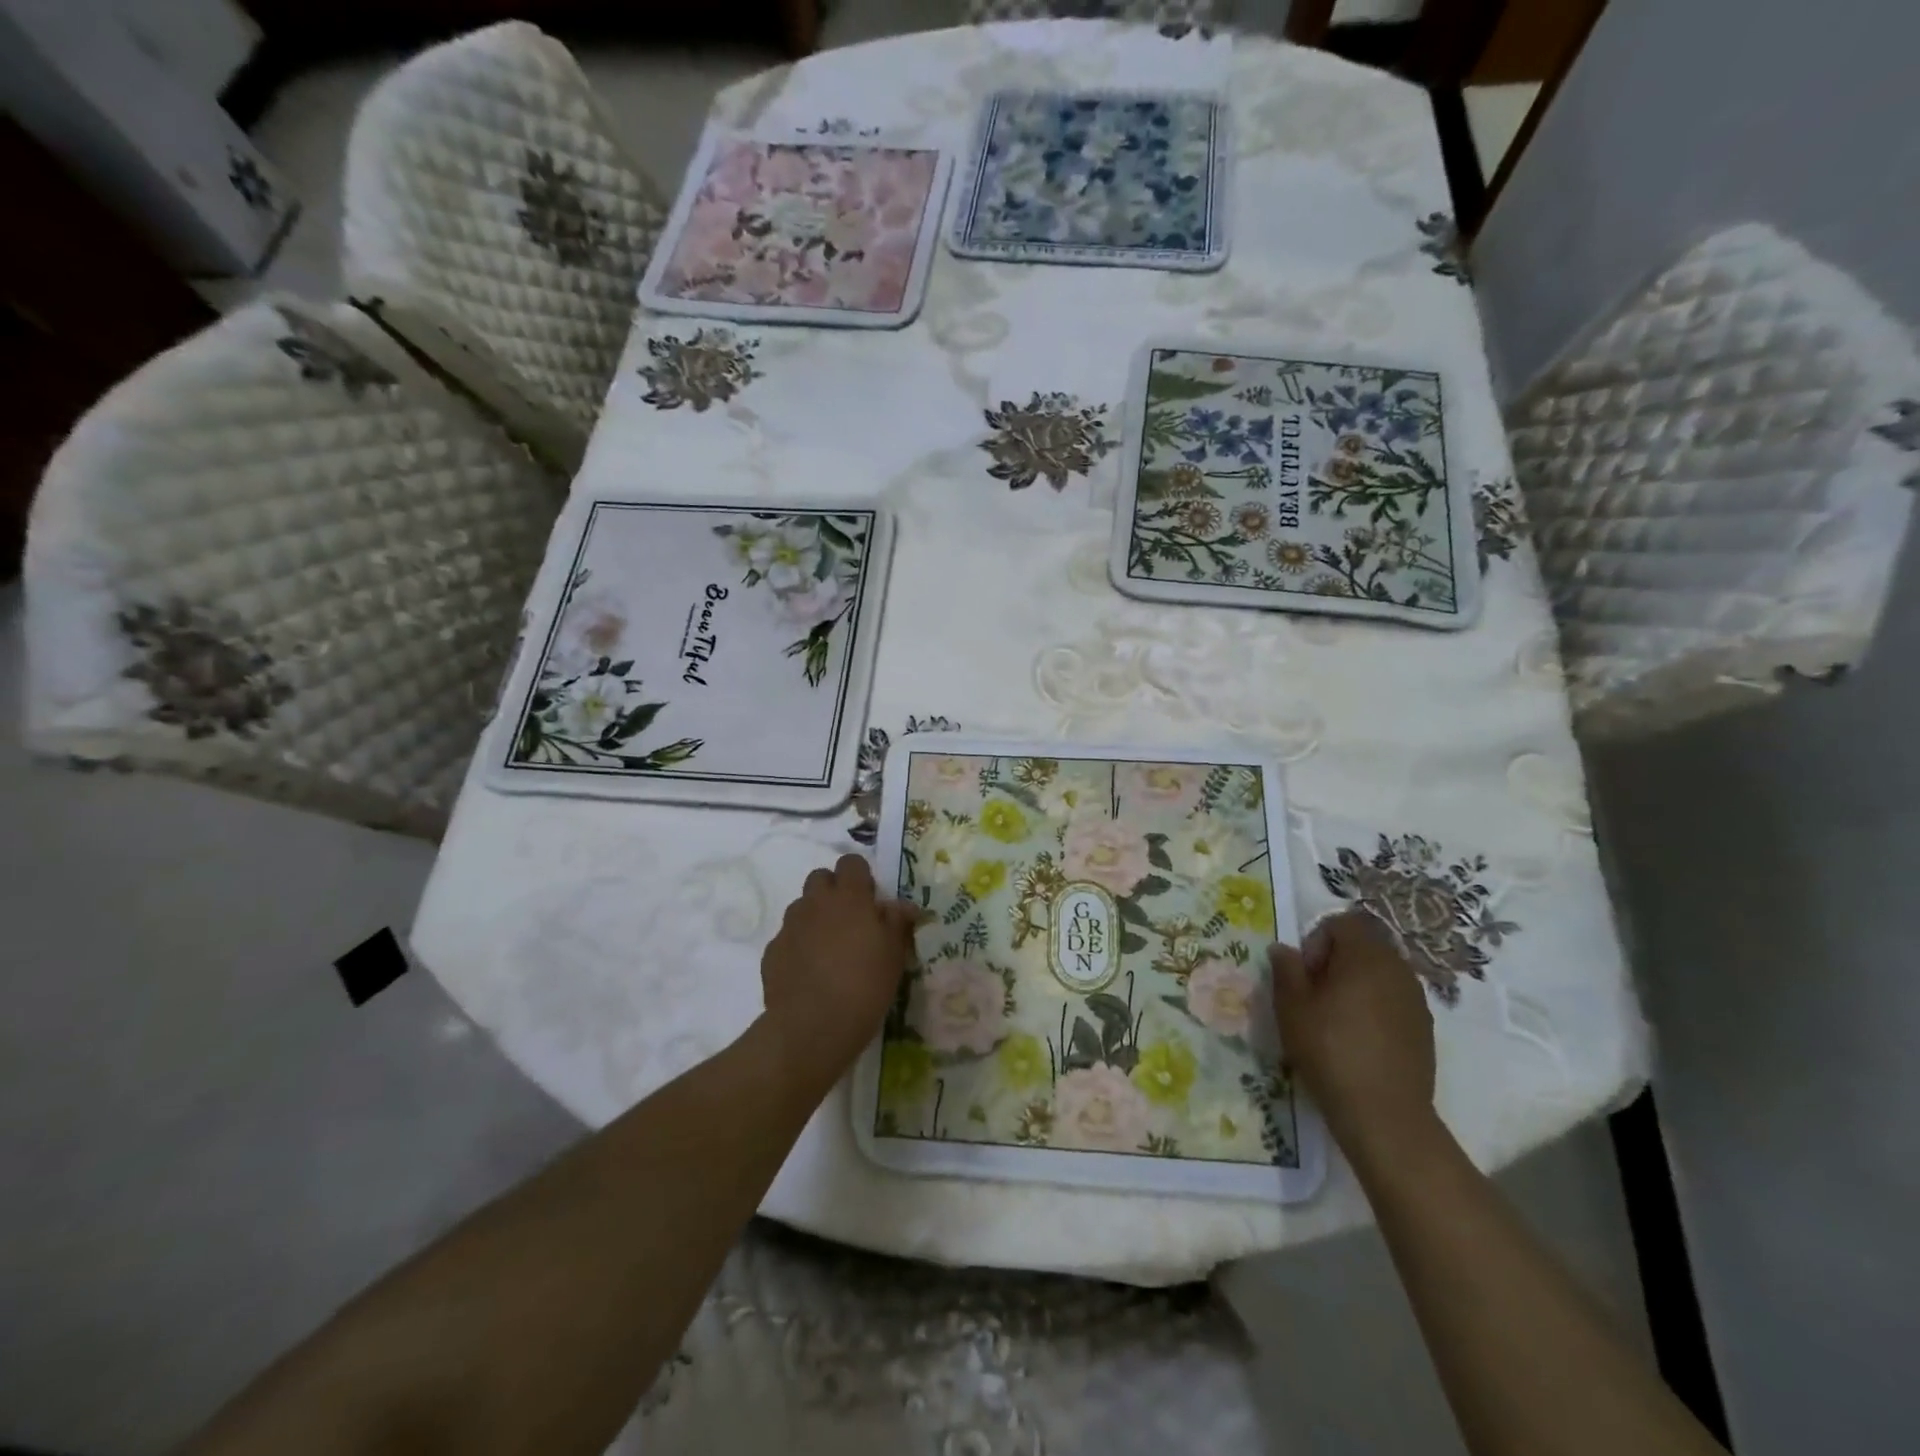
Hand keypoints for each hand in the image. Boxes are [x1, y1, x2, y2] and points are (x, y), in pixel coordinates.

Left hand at [758, 854, 918, 1096]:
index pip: (851, 863)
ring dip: (815, 917)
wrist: (812, 1026)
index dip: (861, 876)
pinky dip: (799, 946)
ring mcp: (790, 926)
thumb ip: (897, 922)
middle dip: (834, 891)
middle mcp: (816, 903)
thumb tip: (902, 905)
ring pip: (802, 907)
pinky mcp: (772, 951)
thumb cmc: (864, 985)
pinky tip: (809, 972)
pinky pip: (788, 937)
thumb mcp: (894, 955)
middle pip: (820, 878)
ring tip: (829, 949)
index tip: (871, 900)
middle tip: (850, 921)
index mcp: (849, 897)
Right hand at [1271, 909, 1437, 1168]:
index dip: (1318, 939)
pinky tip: (1359, 1038)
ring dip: (1356, 983)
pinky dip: (1375, 1006)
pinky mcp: (1424, 1027)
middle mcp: (1397, 968)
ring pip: (1380, 973)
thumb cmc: (1330, 1050)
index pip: (1343, 922)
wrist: (1384, 1114)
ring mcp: (1416, 998)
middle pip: (1364, 945)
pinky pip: (1394, 999)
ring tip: (1335, 1017)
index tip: (1306, 973)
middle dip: (1337, 960)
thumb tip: (1284, 948)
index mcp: (1366, 956)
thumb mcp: (1292, 1007)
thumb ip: (1286, 969)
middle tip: (1315, 994)